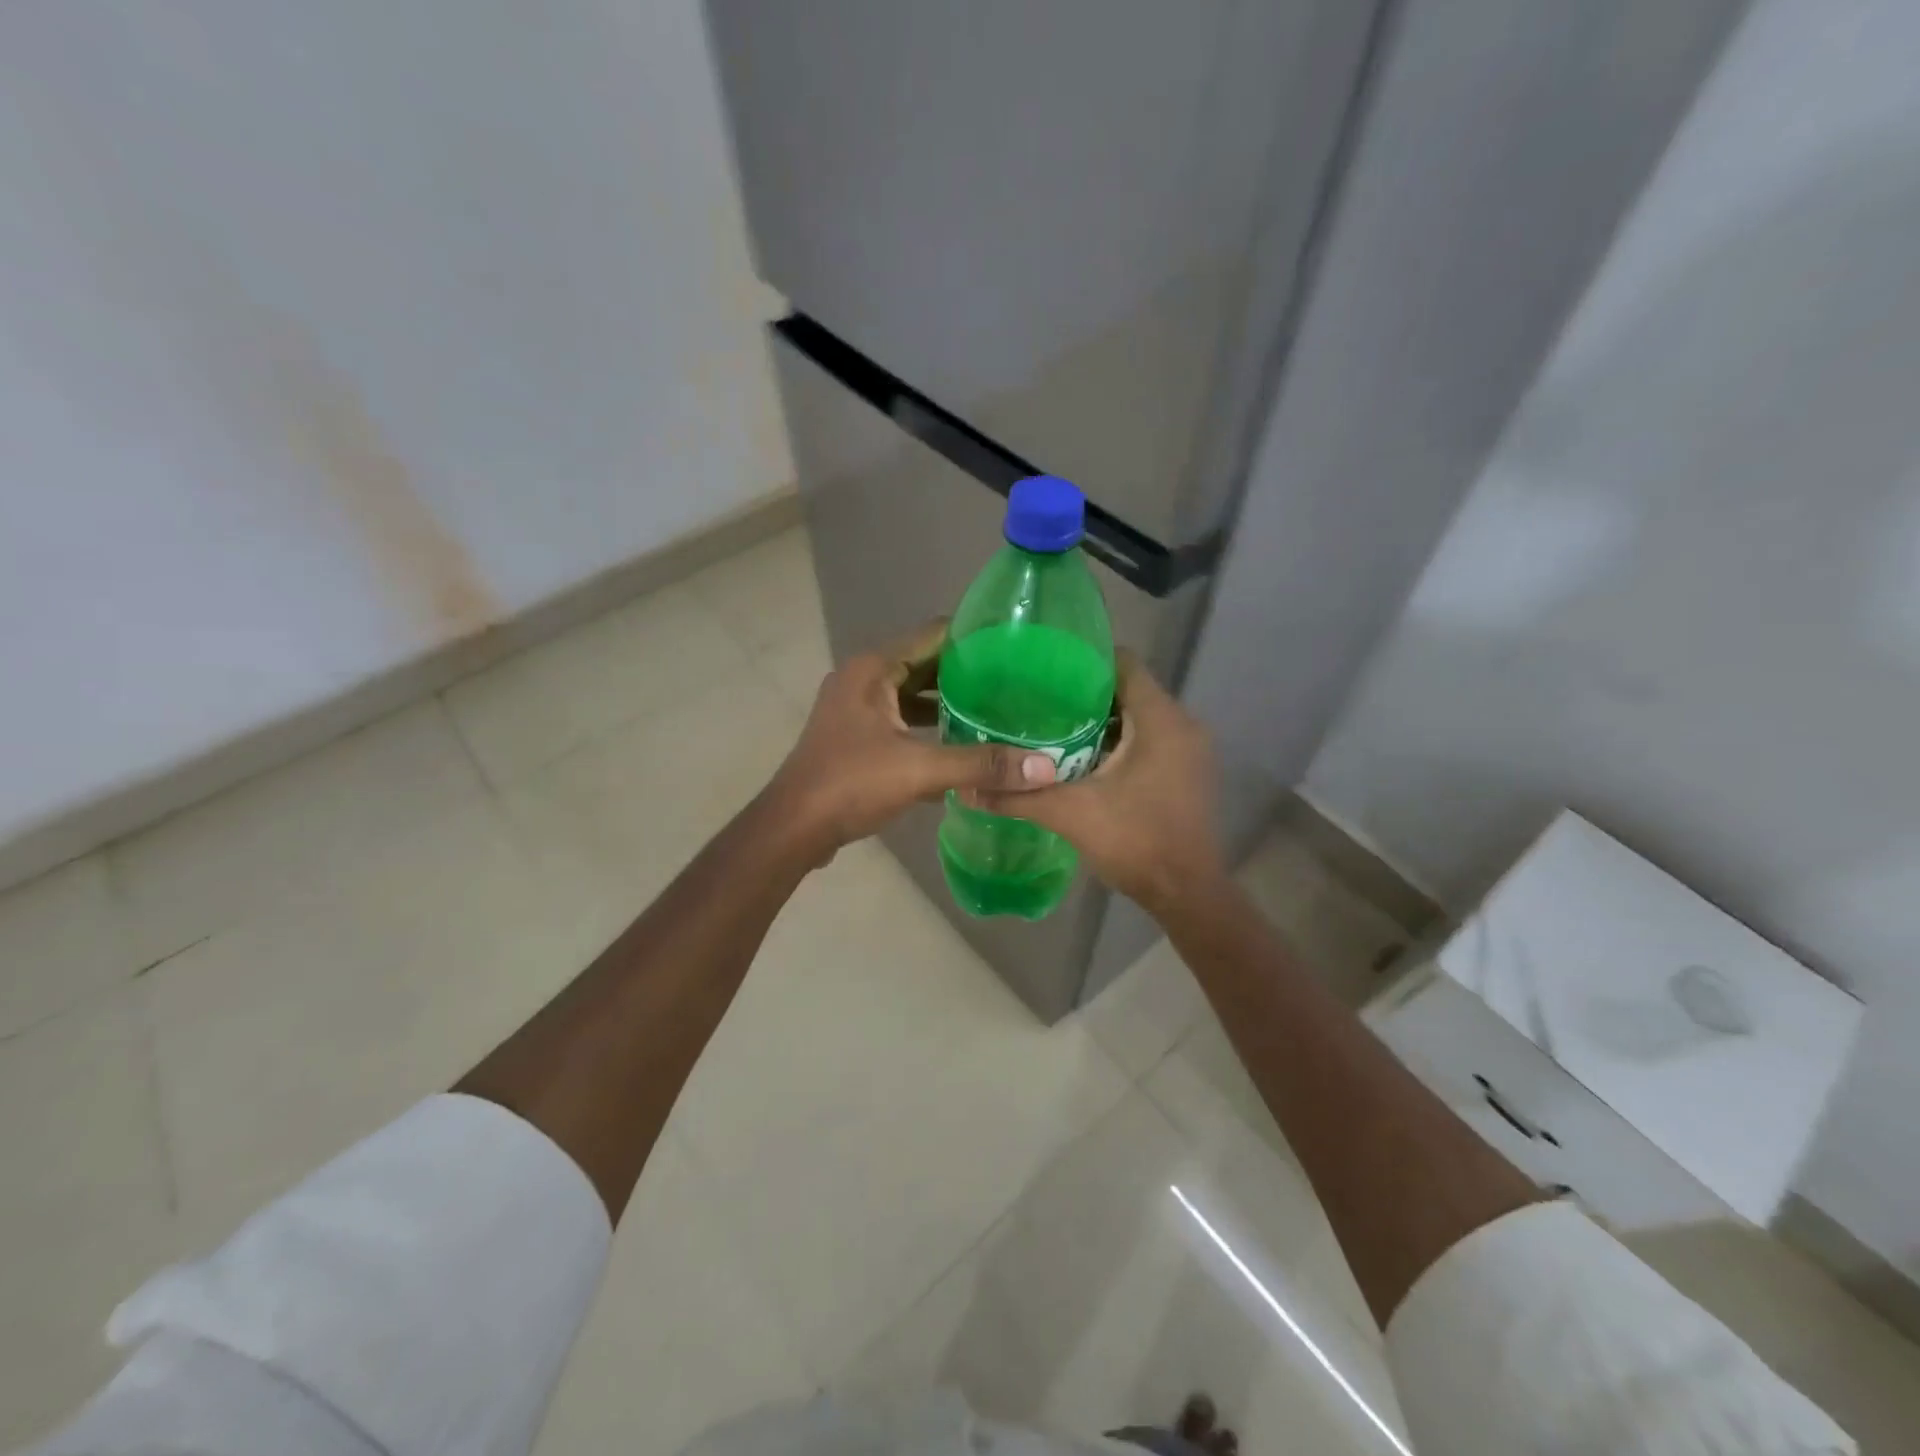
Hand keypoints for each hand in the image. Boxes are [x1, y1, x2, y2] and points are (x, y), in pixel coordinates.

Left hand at [764, 620, 1056, 862]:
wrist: (794, 828)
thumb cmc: (851, 784)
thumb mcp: (920, 770)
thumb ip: (981, 765)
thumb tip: (1045, 767)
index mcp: (874, 669)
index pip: (933, 634)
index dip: (974, 638)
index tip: (1016, 648)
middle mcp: (863, 679)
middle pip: (925, 664)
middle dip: (967, 673)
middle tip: (1016, 684)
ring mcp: (856, 709)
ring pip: (912, 695)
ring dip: (948, 703)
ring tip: (997, 711)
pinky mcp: (856, 736)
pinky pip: (901, 720)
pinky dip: (929, 727)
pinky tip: (962, 744)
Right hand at [971, 652, 1224, 913]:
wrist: (1186, 894)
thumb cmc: (1135, 841)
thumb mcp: (1069, 814)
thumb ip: (1018, 797)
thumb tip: (966, 789)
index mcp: (1160, 720)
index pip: (1125, 663)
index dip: (1085, 658)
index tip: (1046, 667)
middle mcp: (1183, 725)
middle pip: (1130, 689)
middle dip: (1086, 692)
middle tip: (1039, 699)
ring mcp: (1190, 750)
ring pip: (1140, 717)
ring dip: (1102, 720)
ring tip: (1053, 725)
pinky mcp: (1188, 771)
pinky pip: (1150, 739)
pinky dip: (1119, 741)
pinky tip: (1082, 757)